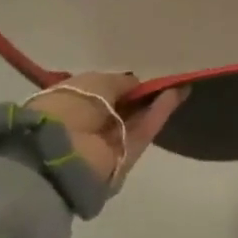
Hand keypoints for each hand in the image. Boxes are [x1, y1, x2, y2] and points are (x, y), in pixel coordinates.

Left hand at [27, 73, 186, 186]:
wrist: (60, 152)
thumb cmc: (69, 107)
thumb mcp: (94, 82)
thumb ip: (119, 82)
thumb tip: (135, 83)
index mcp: (69, 104)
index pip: (101, 94)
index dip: (121, 86)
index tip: (140, 79)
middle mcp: (87, 126)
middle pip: (121, 110)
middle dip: (141, 97)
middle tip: (165, 82)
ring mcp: (106, 144)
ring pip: (136, 121)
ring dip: (155, 103)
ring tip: (178, 85)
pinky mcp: (124, 158)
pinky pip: (144, 132)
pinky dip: (159, 114)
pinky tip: (176, 95)